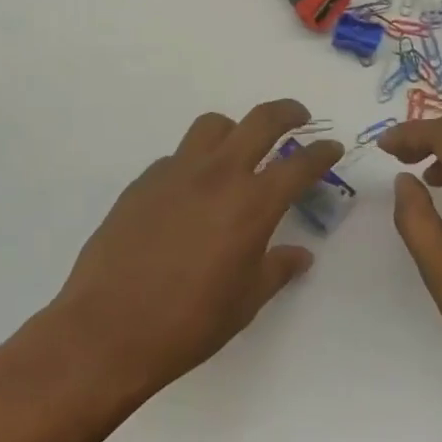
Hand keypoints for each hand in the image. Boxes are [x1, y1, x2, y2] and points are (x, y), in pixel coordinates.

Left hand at [48, 100, 344, 396]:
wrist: (109, 328)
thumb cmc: (189, 322)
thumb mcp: (245, 302)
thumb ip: (277, 269)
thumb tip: (300, 255)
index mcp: (252, 204)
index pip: (299, 165)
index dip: (322, 153)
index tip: (333, 147)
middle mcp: (217, 175)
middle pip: (260, 121)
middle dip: (287, 113)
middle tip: (299, 117)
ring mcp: (176, 172)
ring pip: (213, 126)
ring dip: (235, 129)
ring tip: (239, 150)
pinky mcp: (143, 181)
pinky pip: (178, 156)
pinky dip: (196, 162)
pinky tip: (191, 192)